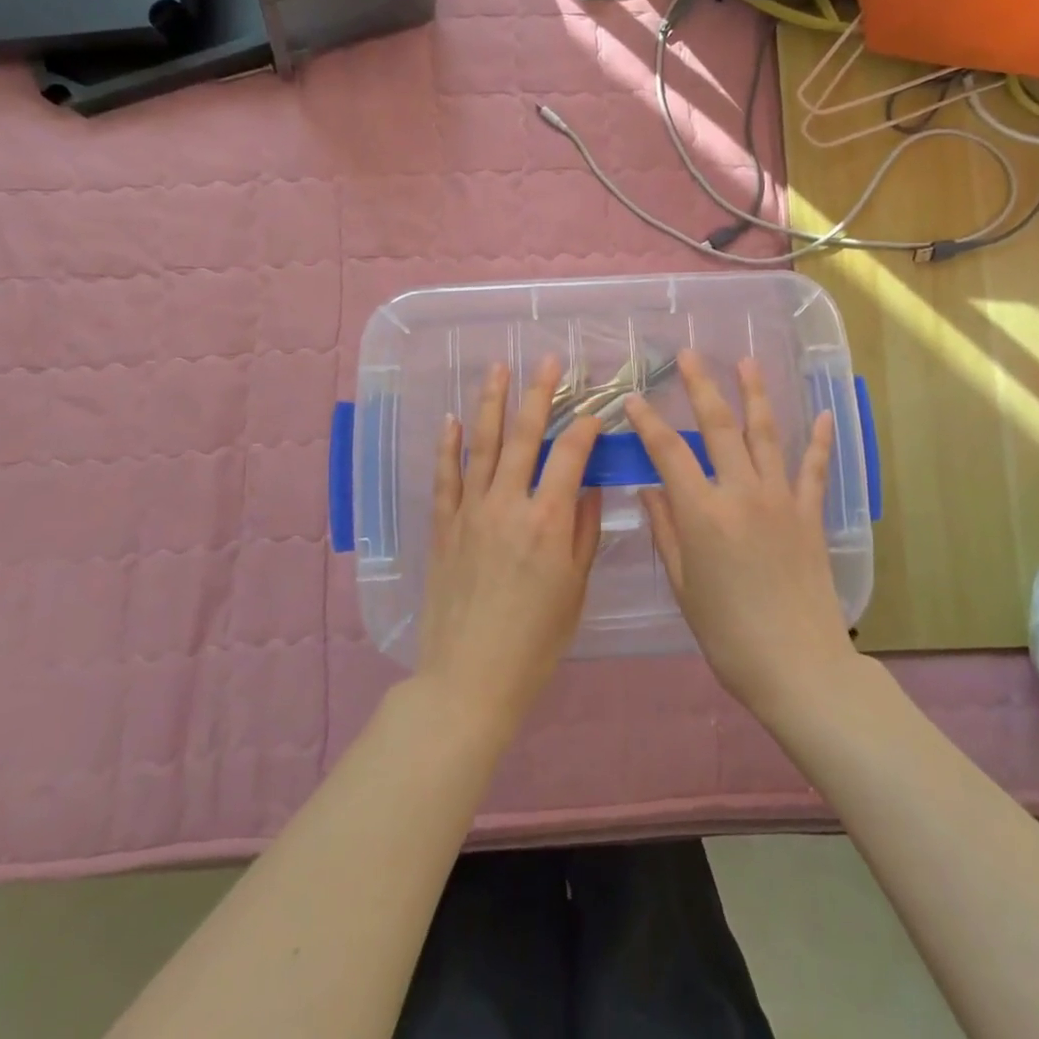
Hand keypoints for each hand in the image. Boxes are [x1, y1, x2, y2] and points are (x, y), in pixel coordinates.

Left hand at [415, 356, 603, 734]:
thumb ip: (584, 531)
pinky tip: (450, 418)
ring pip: (481, 444)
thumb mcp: (575, 588)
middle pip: (524, 436)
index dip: (584, 427)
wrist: (469, 678)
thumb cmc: (535, 640)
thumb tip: (589, 486)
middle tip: (548, 360)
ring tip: (498, 368)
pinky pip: (445, 476)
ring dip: (491, 403)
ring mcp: (470, 511)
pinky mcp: (443, 526)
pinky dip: (447, 445)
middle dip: (539, 393)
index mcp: (548, 520)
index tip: (594, 413)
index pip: (570, 455)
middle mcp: (508, 504)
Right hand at [624, 351, 858, 716]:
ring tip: (746, 363)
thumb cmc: (728, 633)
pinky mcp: (810, 514)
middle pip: (718, 427)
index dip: (647, 422)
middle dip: (701, 386)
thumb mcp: (684, 585)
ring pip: (765, 434)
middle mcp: (742, 493)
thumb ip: (667, 530)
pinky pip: (814, 469)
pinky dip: (818, 440)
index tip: (632, 400)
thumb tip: (651, 489)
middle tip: (690, 356)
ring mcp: (781, 499)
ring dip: (754, 395)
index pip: (668, 452)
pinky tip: (822, 414)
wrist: (798, 666)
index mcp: (703, 513)